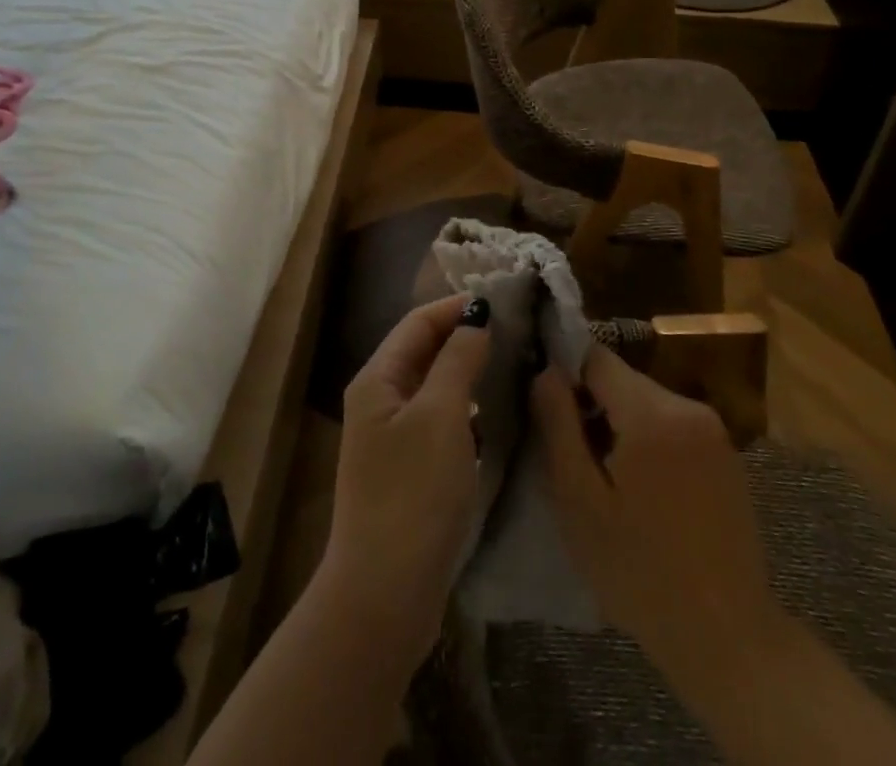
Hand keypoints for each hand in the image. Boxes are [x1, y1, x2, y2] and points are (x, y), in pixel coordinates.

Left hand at [321, 294, 490, 667]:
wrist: (385, 595)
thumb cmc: (413, 494)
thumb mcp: (441, 417)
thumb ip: (458, 360)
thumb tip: (475, 314)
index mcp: (378, 379)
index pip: (418, 322)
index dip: (456, 306)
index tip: (503, 301)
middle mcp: (380, 400)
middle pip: (424, 350)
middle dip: (465, 335)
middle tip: (517, 329)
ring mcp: (393, 438)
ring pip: (435, 386)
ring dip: (469, 371)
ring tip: (514, 362)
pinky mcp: (410, 470)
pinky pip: (441, 420)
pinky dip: (468, 408)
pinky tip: (498, 413)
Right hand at [531, 345, 783, 700]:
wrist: (728, 640)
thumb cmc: (640, 572)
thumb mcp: (579, 501)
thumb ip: (558, 425)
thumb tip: (544, 371)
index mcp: (652, 413)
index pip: (595, 357)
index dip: (564, 373)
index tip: (546, 406)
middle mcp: (688, 407)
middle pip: (622, 379)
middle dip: (591, 403)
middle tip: (570, 453)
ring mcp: (713, 430)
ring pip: (645, 401)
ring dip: (618, 422)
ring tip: (602, 475)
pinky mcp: (726, 454)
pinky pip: (671, 424)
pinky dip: (648, 439)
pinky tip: (640, 488)